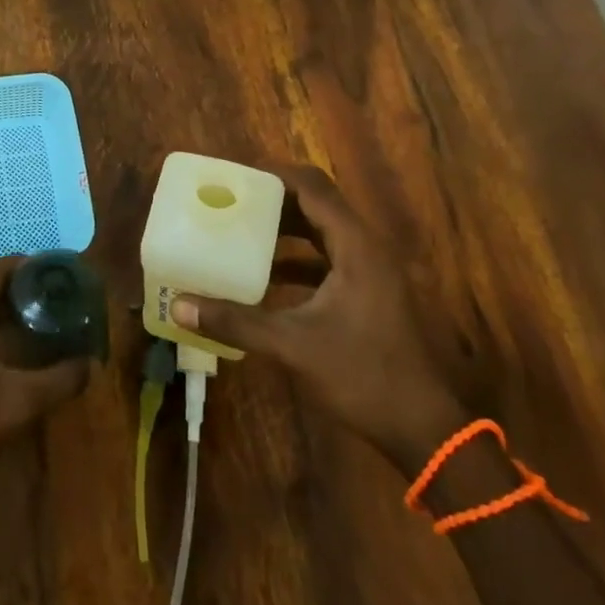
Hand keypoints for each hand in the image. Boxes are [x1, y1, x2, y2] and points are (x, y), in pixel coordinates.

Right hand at [172, 164, 468, 471]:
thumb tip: (179, 305)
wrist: (424, 429)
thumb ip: (236, 321)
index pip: (312, 187)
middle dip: (274, 198)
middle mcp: (367, 248)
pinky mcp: (370, 293)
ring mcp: (372, 271)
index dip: (274, 176)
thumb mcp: (293, 346)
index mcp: (356, 246)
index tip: (234, 177)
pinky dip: (297, 257)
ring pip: (323, 230)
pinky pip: (328, 257)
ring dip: (285, 227)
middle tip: (231, 201)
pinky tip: (266, 276)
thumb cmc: (363, 376)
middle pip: (318, 202)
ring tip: (241, 229)